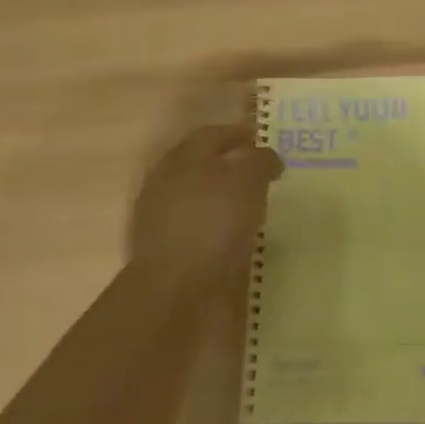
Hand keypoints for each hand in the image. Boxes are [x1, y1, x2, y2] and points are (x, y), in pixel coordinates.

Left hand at [128, 123, 282, 294]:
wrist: (174, 289)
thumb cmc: (214, 223)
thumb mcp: (248, 181)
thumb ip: (259, 161)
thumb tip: (265, 157)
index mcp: (184, 157)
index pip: (213, 134)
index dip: (239, 134)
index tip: (263, 142)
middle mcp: (167, 180)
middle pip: (201, 163)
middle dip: (229, 165)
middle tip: (259, 175)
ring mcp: (158, 215)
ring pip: (196, 195)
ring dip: (220, 197)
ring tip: (250, 208)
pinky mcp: (162, 248)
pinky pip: (193, 225)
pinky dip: (212, 225)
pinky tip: (231, 236)